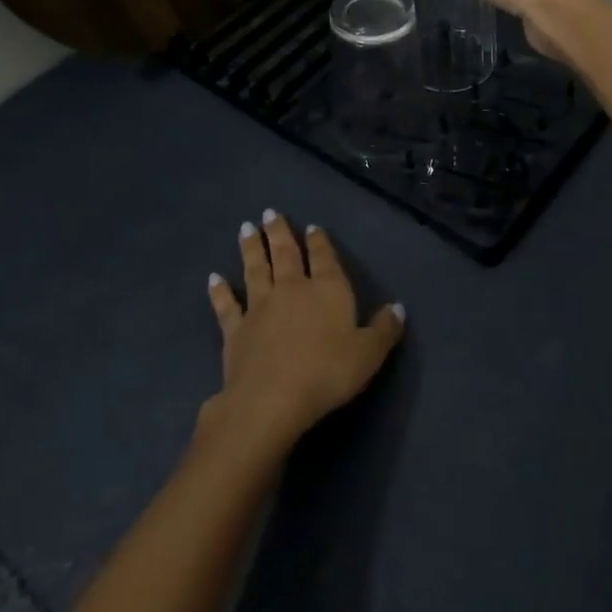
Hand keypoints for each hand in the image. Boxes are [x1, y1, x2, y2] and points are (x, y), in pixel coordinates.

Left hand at [202, 211, 404, 452]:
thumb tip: (398, 307)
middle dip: (279, 232)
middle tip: (270, 213)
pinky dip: (220, 291)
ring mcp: (259, 307)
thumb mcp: (368, 354)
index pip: (324, 258)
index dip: (319, 242)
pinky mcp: (235, 330)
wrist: (272, 398)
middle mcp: (292, 289)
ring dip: (251, 248)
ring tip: (246, 227)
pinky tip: (214, 278)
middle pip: (285, 254)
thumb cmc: (327, 373)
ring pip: (255, 269)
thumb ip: (384, 329)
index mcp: (327, 290)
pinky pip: (227, 305)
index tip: (311, 227)